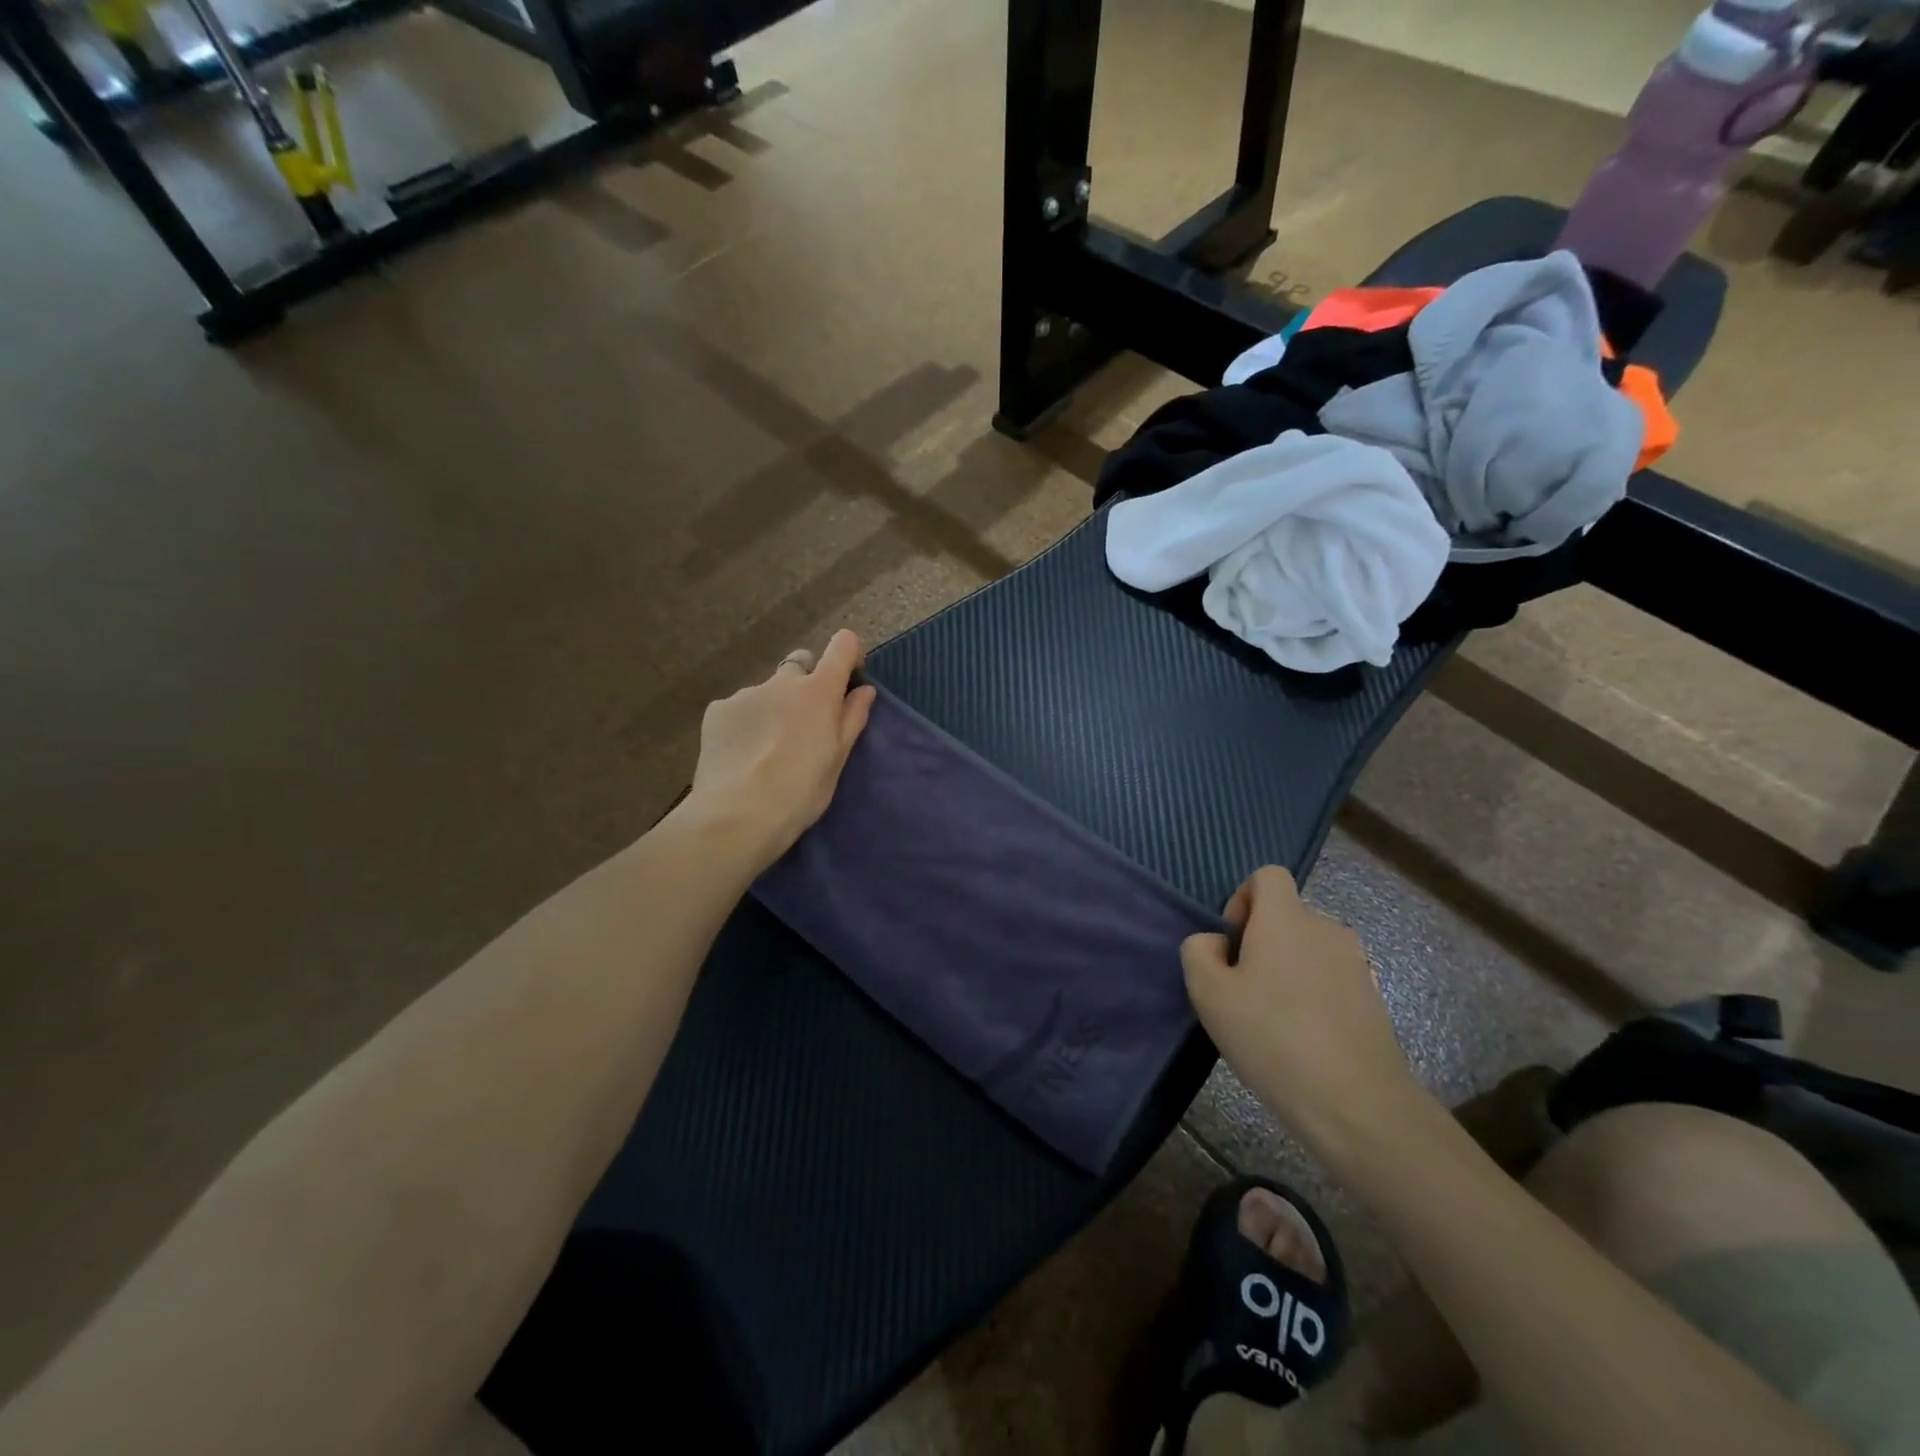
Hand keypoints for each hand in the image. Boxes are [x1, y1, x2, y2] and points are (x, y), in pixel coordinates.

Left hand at [684, 630, 877, 871]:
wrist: (737, 815)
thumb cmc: (800, 792)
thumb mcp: (837, 759)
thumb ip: (852, 719)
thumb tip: (864, 690)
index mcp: (818, 692)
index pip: (842, 646)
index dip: (848, 653)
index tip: (848, 675)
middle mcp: (782, 682)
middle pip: (800, 664)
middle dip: (806, 682)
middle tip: (805, 720)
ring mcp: (746, 693)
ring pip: (767, 689)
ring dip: (774, 705)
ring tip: (768, 747)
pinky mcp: (717, 710)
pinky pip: (739, 707)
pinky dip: (746, 721)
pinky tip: (742, 753)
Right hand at [1182, 867, 1421, 1166]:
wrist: (1357, 1103)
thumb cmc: (1273, 1037)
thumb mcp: (1208, 993)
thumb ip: (1199, 951)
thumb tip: (1218, 943)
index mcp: (1286, 918)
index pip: (1267, 876)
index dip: (1242, 899)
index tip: (1233, 943)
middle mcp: (1326, 928)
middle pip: (1286, 914)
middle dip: (1260, 941)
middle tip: (1243, 991)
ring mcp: (1356, 963)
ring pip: (1308, 948)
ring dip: (1287, 969)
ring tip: (1273, 1019)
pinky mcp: (1373, 997)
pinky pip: (1330, 978)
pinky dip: (1312, 994)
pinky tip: (1303, 1038)